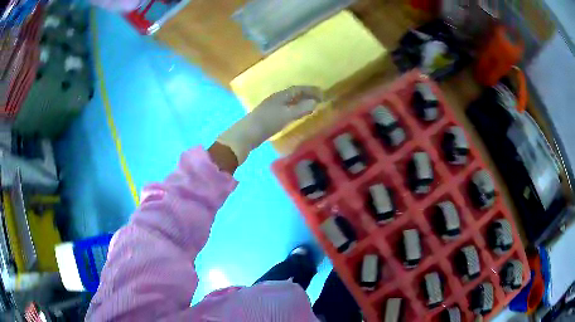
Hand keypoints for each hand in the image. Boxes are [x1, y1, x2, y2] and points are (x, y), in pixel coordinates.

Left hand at [217, 86, 321, 164]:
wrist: (247, 134)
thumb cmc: (267, 122)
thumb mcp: (287, 115)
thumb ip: (301, 109)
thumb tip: (315, 102)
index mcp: (281, 96)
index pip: (298, 89)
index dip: (311, 90)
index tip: (322, 93)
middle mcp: (275, 98)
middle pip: (293, 93)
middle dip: (306, 94)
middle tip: (318, 98)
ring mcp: (270, 107)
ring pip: (289, 101)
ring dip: (300, 101)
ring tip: (309, 105)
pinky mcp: (267, 116)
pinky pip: (285, 108)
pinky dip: (293, 109)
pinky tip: (295, 115)